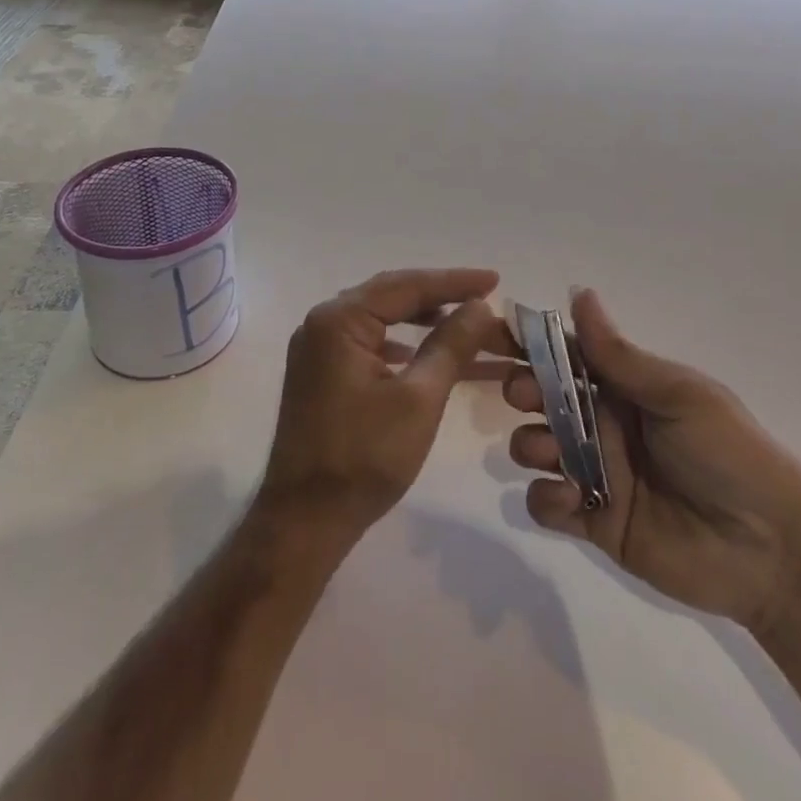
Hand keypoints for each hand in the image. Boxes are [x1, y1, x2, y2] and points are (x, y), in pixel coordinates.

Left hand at [258, 268, 515, 544]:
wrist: (306, 520)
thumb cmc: (365, 458)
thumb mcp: (420, 398)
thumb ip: (451, 344)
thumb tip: (481, 306)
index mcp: (339, 320)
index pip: (405, 286)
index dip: (454, 281)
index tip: (495, 280)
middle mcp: (322, 323)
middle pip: (391, 295)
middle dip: (440, 296)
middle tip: (484, 296)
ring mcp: (317, 348)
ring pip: (380, 317)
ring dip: (422, 318)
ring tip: (464, 322)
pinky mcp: (321, 372)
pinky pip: (368, 340)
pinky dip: (402, 342)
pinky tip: (427, 353)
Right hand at [505, 288, 800, 635]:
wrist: (771, 549)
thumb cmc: (727, 453)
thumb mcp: (677, 394)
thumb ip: (618, 354)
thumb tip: (578, 292)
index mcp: (626, 387)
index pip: (567, 356)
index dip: (531, 345)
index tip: (495, 335)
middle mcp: (605, 424)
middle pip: (543, 399)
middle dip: (524, 392)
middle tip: (526, 397)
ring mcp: (598, 474)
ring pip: (536, 447)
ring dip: (530, 443)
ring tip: (551, 454)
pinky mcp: (594, 522)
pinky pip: (547, 504)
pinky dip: (546, 498)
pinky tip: (569, 500)